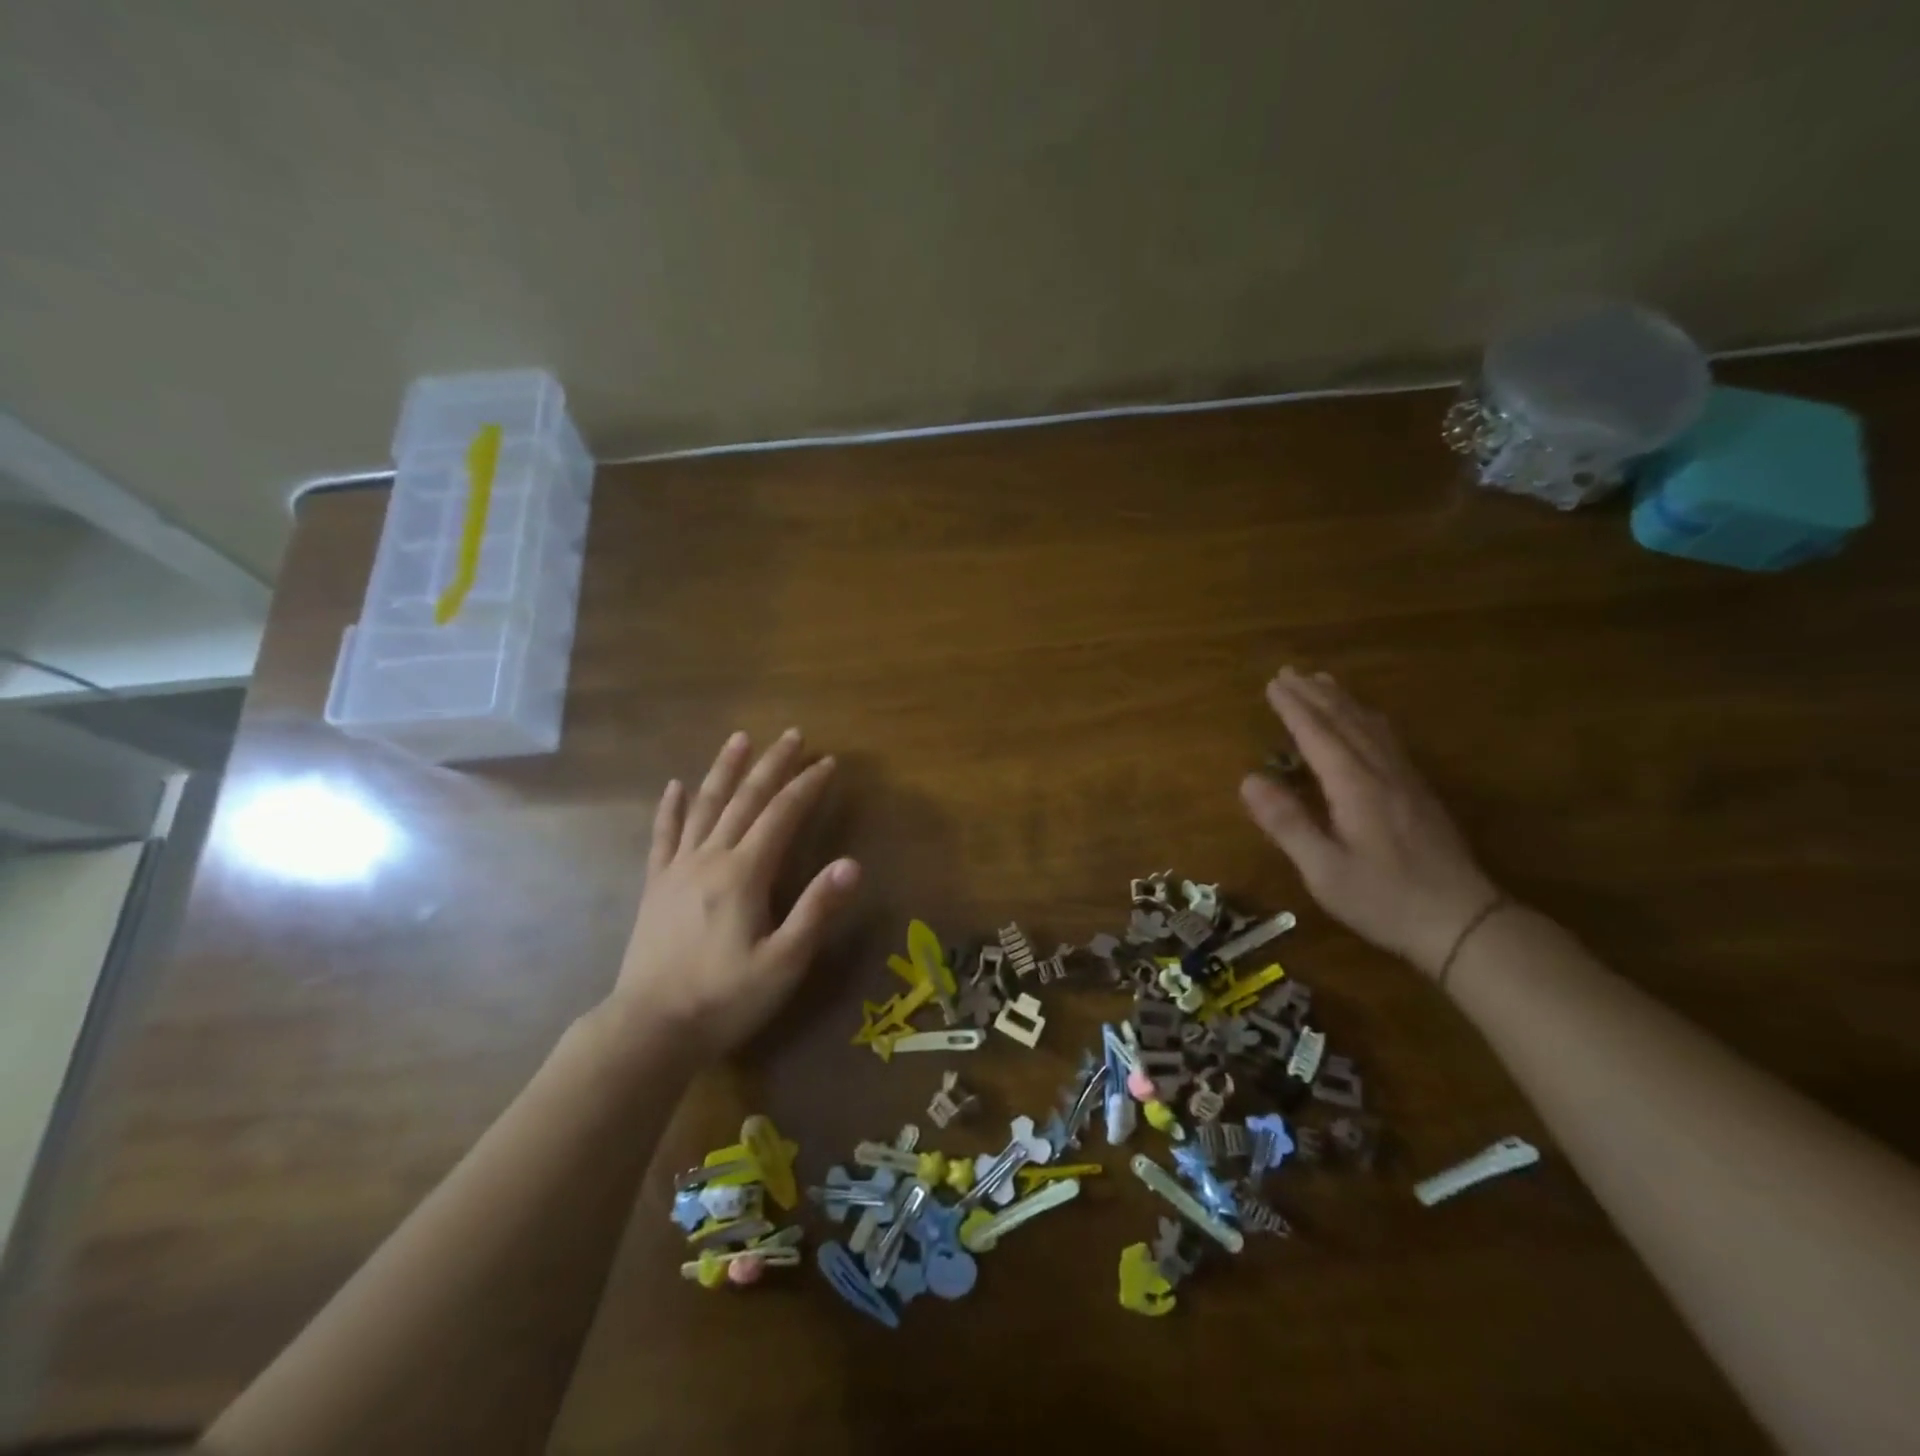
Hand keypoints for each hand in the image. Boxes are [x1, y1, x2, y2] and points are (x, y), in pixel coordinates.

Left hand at [610, 729, 859, 1056]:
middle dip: (772, 765)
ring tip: (739, 739)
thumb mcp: (784, 962)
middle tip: (792, 735)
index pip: (782, 814)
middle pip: (745, 799)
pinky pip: (664, 836)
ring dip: (724, 770)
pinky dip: (671, 808)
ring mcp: (678, 869)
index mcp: (745, 873)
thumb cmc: (724, 998)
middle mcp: (711, 858)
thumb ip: (817, 909)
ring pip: (705, 807)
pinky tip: (675, 786)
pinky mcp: (656, 886)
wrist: (649, 1029)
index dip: (807, 786)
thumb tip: (853, 864)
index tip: (828, 761)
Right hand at [1239, 668, 1500, 978]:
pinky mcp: (1419, 792)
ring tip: (1322, 680)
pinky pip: (1388, 738)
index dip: (1294, 708)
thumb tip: (1248, 780)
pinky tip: (1366, 718)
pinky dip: (1368, 717)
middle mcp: (1382, 773)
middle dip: (1314, 695)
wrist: (1464, 922)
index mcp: (1355, 787)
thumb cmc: (1384, 900)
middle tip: (1288, 671)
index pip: (1318, 736)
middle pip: (1345, 721)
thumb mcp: (1324, 870)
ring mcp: (1406, 780)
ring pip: (1370, 726)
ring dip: (1342, 700)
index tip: (1273, 684)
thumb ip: (1287, 823)